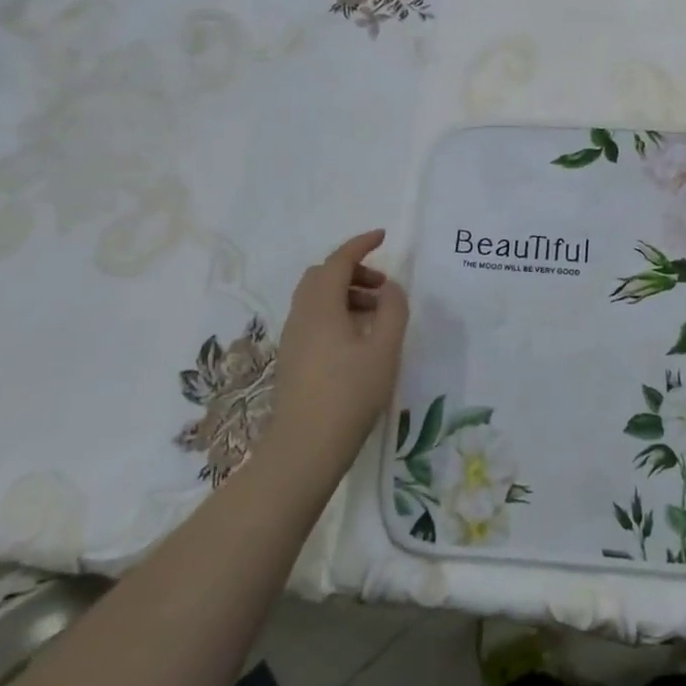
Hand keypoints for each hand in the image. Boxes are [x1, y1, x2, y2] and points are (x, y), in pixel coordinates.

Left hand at [266, 230, 408, 487]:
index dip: (360, 244)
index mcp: (321, 306)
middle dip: (353, 270)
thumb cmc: (350, 394)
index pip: (338, 260)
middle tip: (383, 286)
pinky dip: (336, 311)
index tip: (382, 237)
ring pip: (316, 297)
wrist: (305, 448)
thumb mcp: (384, 349)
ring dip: (345, 292)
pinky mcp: (292, 357)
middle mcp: (301, 314)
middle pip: (323, 275)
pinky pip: (313, 317)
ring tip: (376, 313)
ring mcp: (293, 337)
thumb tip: (390, 287)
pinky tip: (358, 337)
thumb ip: (393, 310)